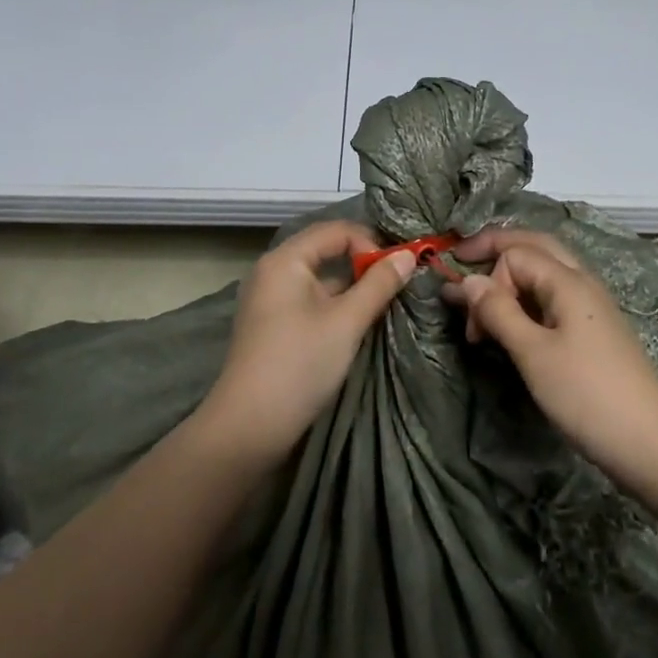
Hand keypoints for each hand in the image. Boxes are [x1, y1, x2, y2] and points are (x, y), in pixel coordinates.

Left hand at [197, 221, 415, 463]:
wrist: (250, 426)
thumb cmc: (300, 363)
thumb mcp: (347, 321)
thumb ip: (379, 284)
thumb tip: (407, 256)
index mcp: (285, 260)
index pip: (336, 231)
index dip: (370, 244)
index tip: (396, 273)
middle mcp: (273, 271)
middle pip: (326, 251)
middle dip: (363, 264)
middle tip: (395, 285)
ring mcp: (269, 299)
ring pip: (320, 278)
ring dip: (351, 287)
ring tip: (381, 306)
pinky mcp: (272, 324)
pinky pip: (309, 300)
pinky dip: (334, 305)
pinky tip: (354, 326)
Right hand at [443, 228, 657, 505]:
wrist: (652, 444)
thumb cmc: (588, 396)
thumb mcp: (534, 354)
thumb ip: (499, 312)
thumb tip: (468, 281)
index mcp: (569, 281)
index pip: (516, 255)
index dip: (487, 279)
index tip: (471, 325)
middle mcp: (582, 283)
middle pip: (535, 246)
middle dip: (497, 248)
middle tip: (463, 257)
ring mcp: (591, 306)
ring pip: (545, 271)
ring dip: (511, 277)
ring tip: (483, 301)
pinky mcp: (593, 331)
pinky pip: (553, 297)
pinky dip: (527, 300)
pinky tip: (514, 322)